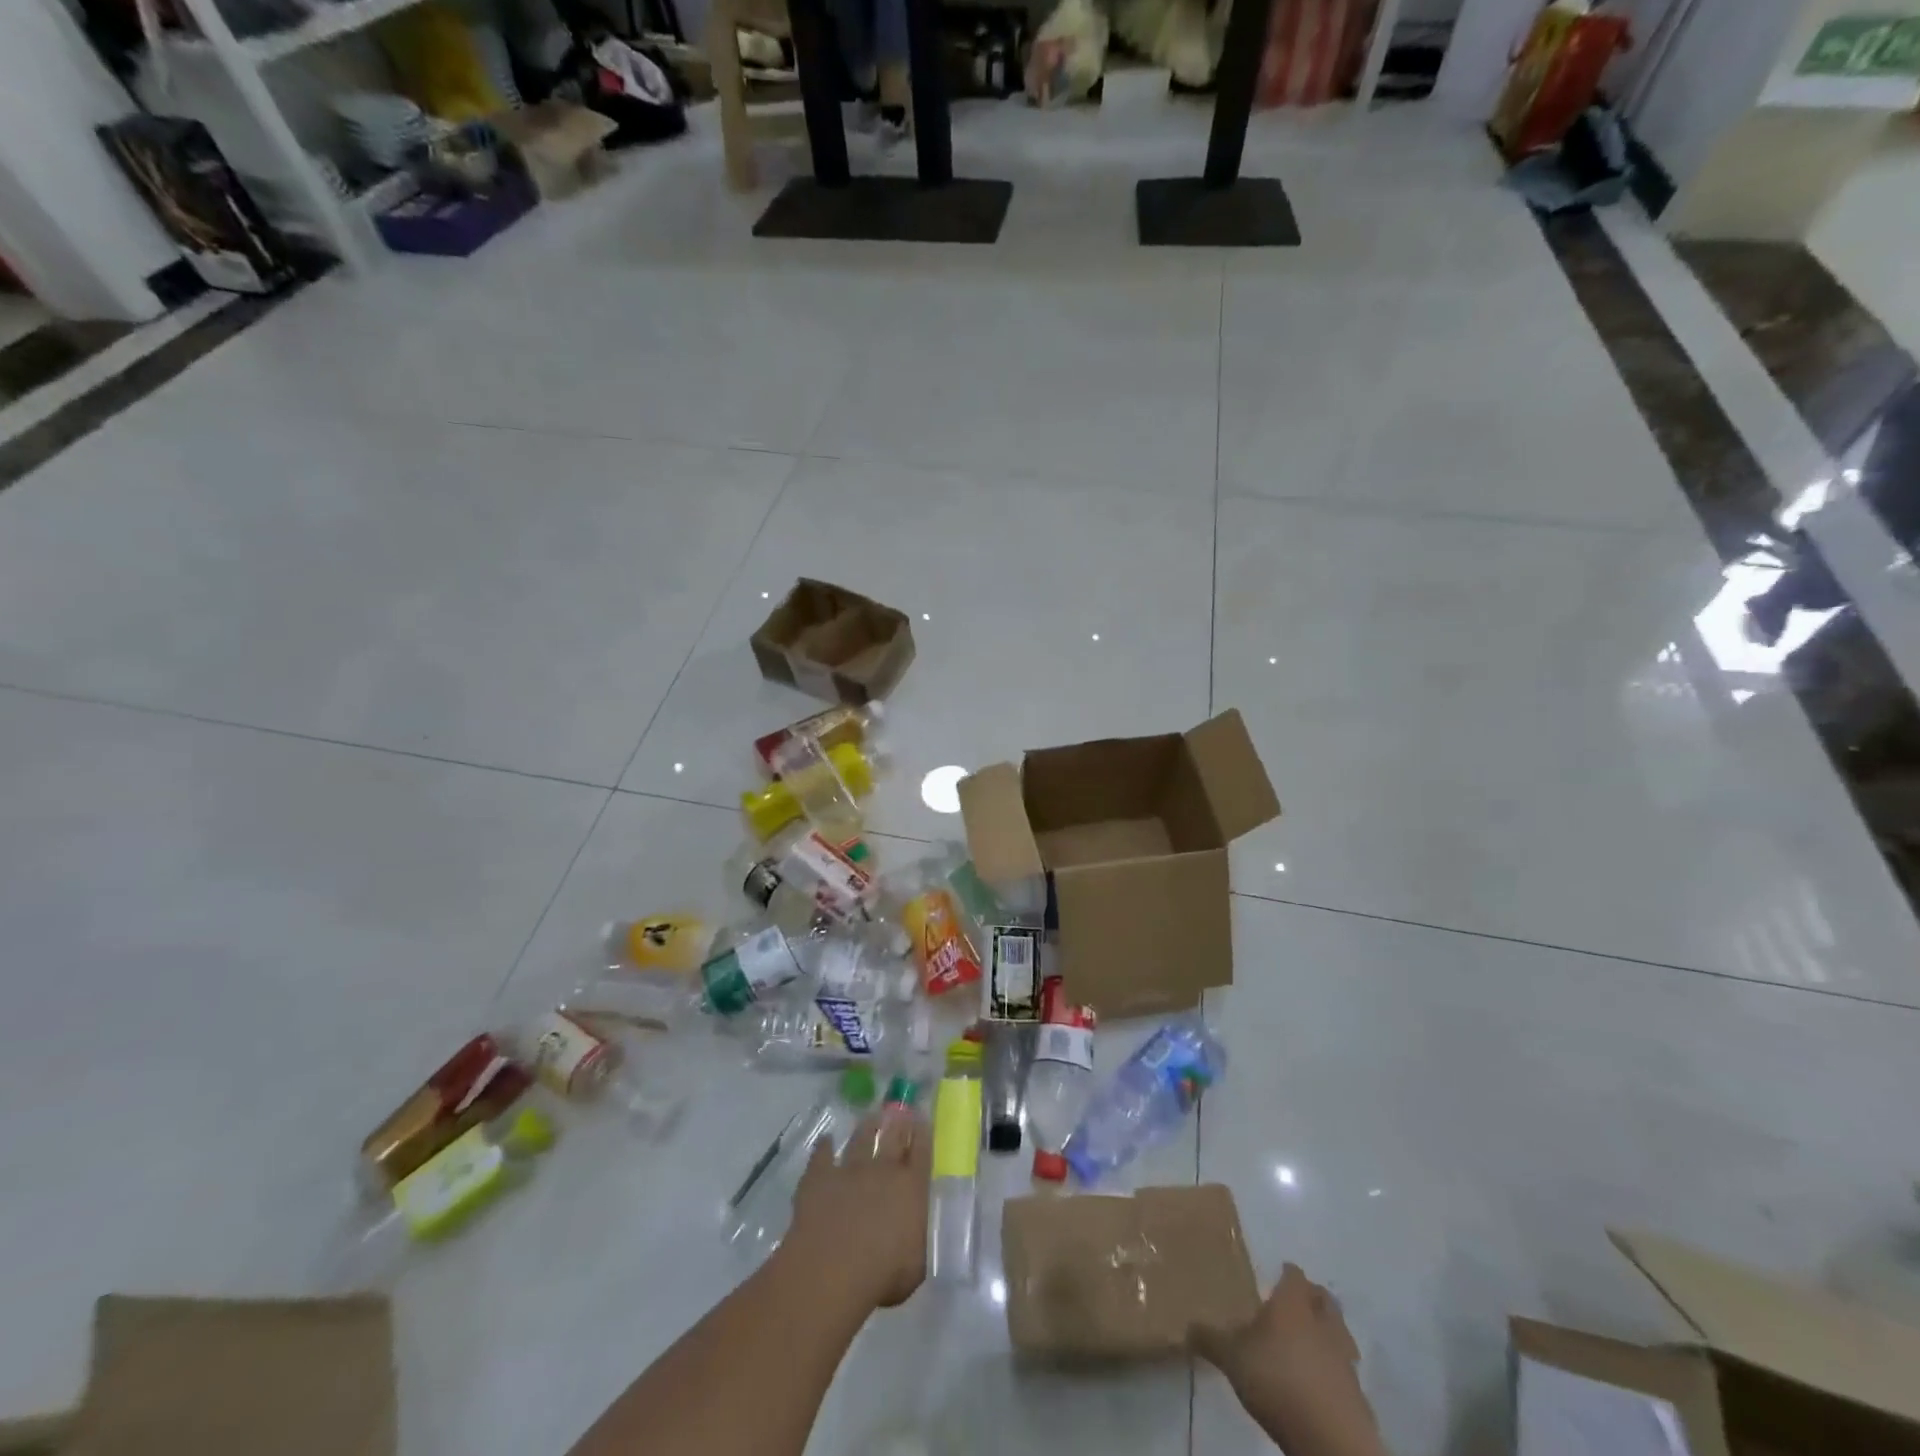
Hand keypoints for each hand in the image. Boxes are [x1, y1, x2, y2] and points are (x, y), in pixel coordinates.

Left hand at [783, 1110, 929, 1311]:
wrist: (833, 1267)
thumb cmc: (884, 1273)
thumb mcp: (918, 1263)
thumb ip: (920, 1238)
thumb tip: (922, 1228)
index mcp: (912, 1187)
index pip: (922, 1153)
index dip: (923, 1135)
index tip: (923, 1121)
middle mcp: (883, 1170)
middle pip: (893, 1137)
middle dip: (898, 1123)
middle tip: (899, 1111)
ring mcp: (849, 1169)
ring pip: (860, 1140)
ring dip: (866, 1128)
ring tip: (870, 1118)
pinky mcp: (819, 1177)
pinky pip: (822, 1156)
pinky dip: (824, 1147)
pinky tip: (825, 1141)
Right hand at [1194, 1264, 1385, 1455]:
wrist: (1331, 1440)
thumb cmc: (1277, 1380)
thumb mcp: (1232, 1358)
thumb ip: (1210, 1339)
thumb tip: (1187, 1325)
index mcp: (1293, 1304)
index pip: (1294, 1275)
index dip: (1287, 1273)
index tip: (1278, 1274)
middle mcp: (1322, 1323)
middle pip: (1324, 1299)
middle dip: (1312, 1298)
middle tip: (1295, 1304)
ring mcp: (1344, 1359)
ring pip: (1339, 1333)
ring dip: (1326, 1333)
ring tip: (1306, 1343)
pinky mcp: (1357, 1395)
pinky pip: (1345, 1369)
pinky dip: (1332, 1368)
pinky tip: (1316, 1381)